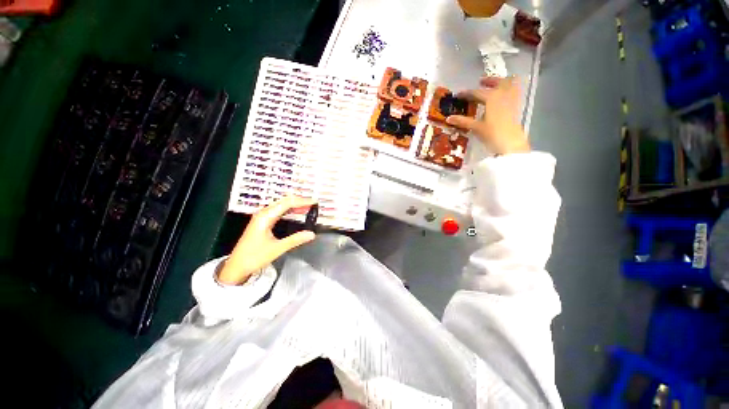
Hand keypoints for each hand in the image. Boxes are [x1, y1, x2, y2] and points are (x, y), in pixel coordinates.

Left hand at [217, 196, 316, 284]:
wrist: (236, 266)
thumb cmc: (254, 257)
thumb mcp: (277, 249)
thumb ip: (295, 240)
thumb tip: (312, 234)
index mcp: (266, 217)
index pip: (287, 203)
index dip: (302, 201)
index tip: (314, 202)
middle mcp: (264, 213)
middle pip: (284, 201)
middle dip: (299, 201)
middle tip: (314, 204)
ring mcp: (262, 217)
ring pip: (281, 206)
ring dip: (295, 205)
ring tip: (308, 207)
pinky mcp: (263, 222)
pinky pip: (279, 211)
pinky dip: (290, 210)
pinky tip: (297, 213)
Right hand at [447, 76, 529, 154]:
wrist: (510, 143)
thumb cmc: (492, 134)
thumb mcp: (476, 127)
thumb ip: (463, 121)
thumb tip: (448, 118)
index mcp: (492, 97)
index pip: (476, 92)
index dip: (466, 93)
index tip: (458, 95)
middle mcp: (503, 94)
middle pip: (496, 82)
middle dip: (488, 81)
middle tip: (480, 82)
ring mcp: (512, 99)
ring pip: (509, 83)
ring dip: (501, 82)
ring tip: (494, 85)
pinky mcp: (517, 106)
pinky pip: (515, 91)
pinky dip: (509, 89)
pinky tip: (503, 96)